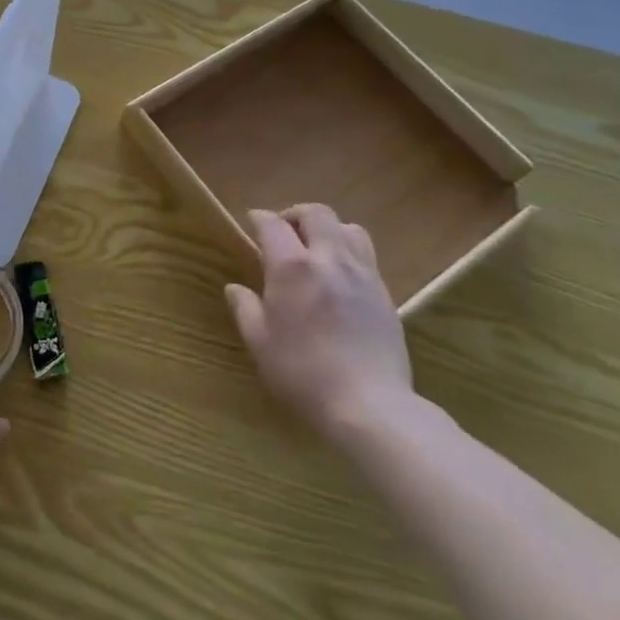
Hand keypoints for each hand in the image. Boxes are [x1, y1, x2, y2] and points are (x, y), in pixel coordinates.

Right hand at [227, 205, 412, 444]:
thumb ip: (245, 308)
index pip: (273, 224)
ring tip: (317, 249)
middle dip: (296, 215)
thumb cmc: (303, 373)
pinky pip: (367, 255)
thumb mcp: (259, 343)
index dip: (259, 218)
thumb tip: (235, 288)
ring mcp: (362, 274)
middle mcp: (329, 259)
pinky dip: (349, 252)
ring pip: (348, 228)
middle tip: (284, 232)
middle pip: (316, 213)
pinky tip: (340, 278)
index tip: (252, 222)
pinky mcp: (384, 294)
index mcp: (292, 266)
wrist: (370, 405)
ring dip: (329, 229)